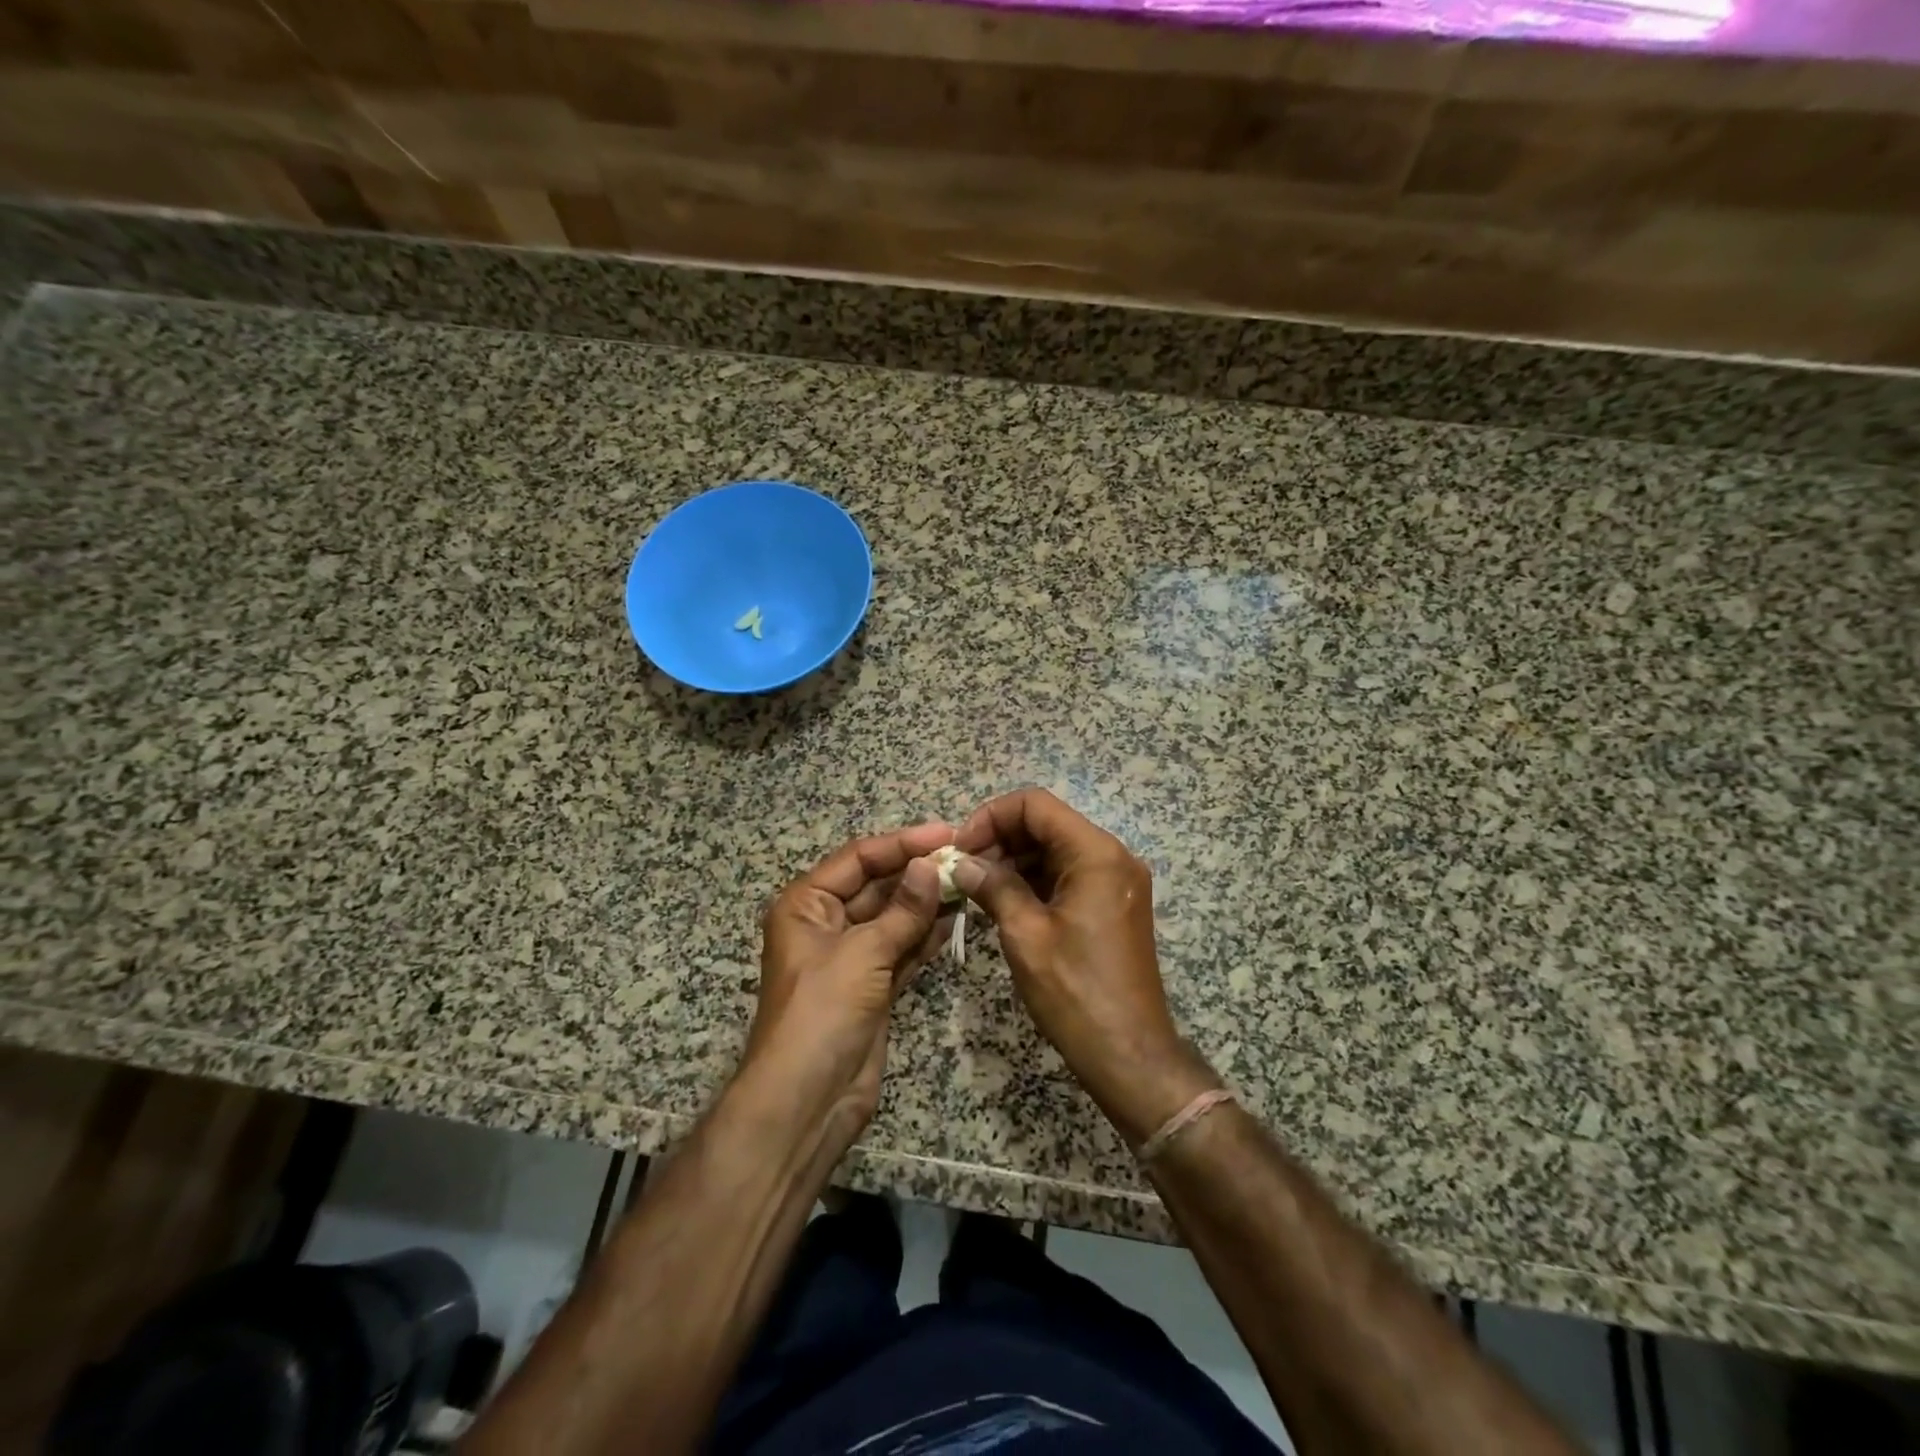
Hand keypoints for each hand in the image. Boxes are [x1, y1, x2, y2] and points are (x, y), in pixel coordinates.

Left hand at [745, 821, 953, 1134]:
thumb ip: (902, 910)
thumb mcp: (862, 954)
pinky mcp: (873, 985)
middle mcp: (826, 923)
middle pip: (877, 885)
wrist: (807, 1102)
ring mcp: (851, 956)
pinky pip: (903, 948)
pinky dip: (926, 935)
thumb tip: (932, 866)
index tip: (946, 834)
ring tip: (970, 881)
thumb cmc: (822, 1014)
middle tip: (966, 857)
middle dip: (917, 872)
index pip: (858, 858)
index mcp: (806, 904)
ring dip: (927, 902)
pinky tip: (957, 919)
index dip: (901, 843)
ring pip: (894, 917)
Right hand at [953, 790, 1216, 1145]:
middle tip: (962, 869)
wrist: (1130, 1055)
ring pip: (1055, 849)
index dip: (992, 816)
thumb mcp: (1025, 935)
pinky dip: (1034, 880)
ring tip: (976, 887)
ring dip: (1014, 860)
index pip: (1036, 804)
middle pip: (1047, 823)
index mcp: (1096, 854)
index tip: (961, 848)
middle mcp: (1112, 857)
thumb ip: (993, 887)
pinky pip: (1067, 874)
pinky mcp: (1112, 904)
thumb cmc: (1076, 993)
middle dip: (1000, 838)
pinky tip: (1002, 900)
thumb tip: (961, 863)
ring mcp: (1116, 881)